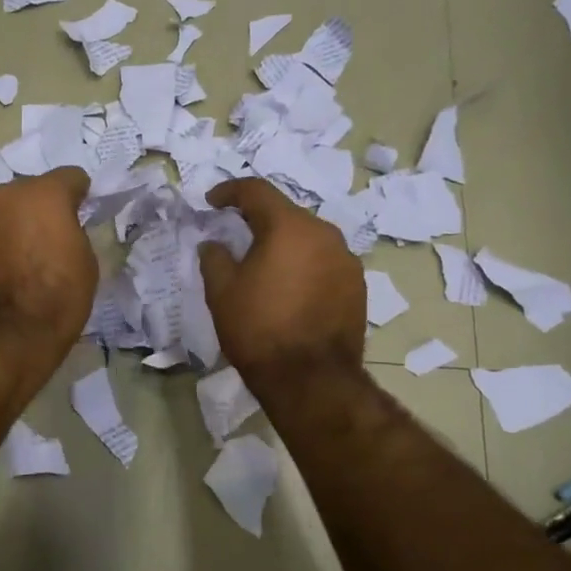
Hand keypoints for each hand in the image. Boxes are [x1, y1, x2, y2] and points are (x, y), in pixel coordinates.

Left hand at [0, 166, 97, 376]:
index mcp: (44, 193)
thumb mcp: (85, 261)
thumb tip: (60, 229)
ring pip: (5, 211)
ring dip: (16, 224)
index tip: (83, 212)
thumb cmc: (58, 298)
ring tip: (24, 256)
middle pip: (31, 191)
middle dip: (43, 207)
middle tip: (53, 236)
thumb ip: (73, 231)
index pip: (70, 176)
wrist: (5, 338)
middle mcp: (5, 195)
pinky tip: (3, 270)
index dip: (80, 194)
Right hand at [198, 177, 365, 391]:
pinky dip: (304, 266)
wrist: (311, 380)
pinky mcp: (358, 286)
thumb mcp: (221, 292)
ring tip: (264, 264)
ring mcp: (346, 260)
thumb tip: (214, 244)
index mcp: (289, 226)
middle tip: (236, 233)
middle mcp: (324, 234)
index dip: (230, 191)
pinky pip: (324, 262)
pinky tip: (290, 288)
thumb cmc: (259, 329)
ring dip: (285, 244)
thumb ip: (214, 258)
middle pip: (286, 214)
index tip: (212, 202)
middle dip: (258, 219)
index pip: (256, 191)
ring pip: (308, 239)